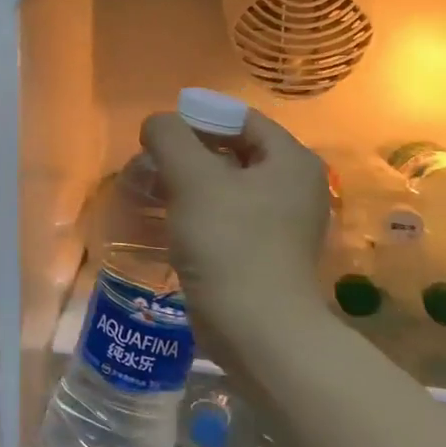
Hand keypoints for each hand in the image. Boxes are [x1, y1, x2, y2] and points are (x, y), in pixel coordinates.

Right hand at [140, 107, 331, 336]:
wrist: (255, 327)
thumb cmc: (228, 242)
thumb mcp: (192, 177)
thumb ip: (170, 137)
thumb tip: (157, 124)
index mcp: (291, 162)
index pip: (241, 120)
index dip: (197, 119)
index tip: (158, 136)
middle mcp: (294, 188)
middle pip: (233, 153)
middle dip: (188, 155)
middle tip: (150, 164)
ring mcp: (282, 225)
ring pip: (227, 189)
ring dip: (188, 186)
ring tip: (152, 192)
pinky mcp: (263, 255)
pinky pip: (226, 220)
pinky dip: (197, 215)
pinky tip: (169, 224)